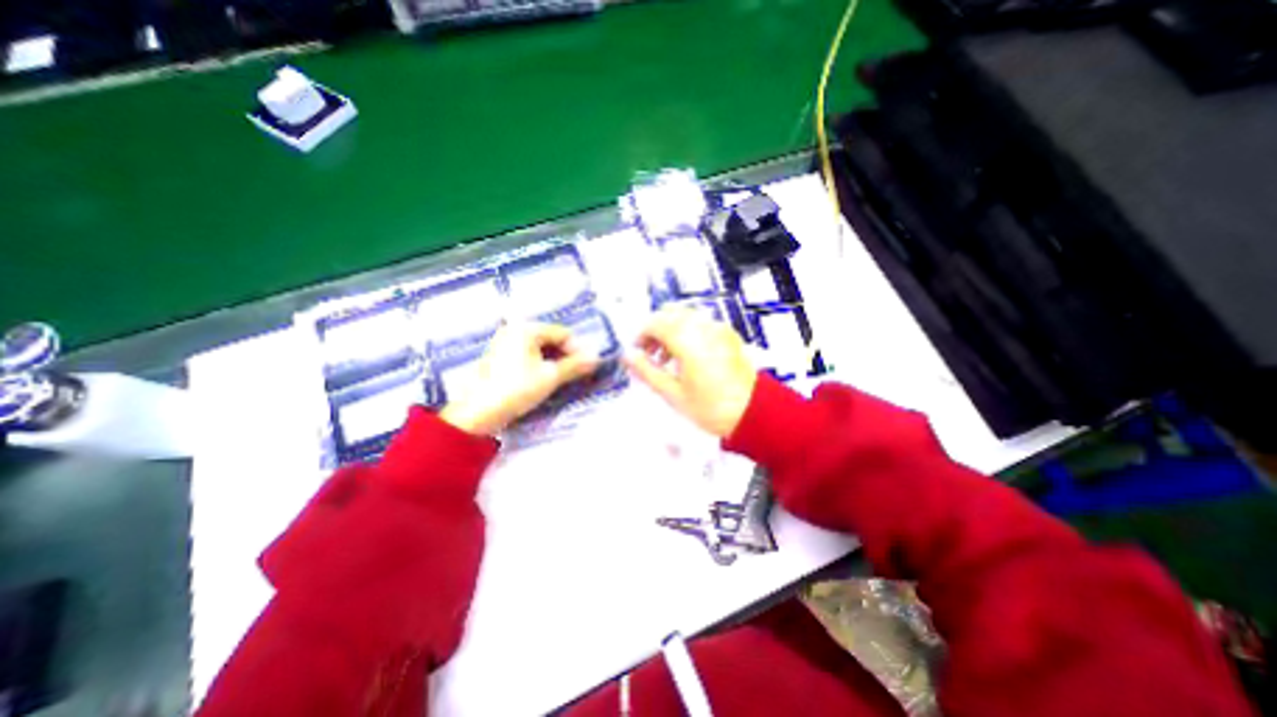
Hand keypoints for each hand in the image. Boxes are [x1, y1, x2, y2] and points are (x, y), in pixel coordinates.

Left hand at [440, 321, 599, 436]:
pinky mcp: (500, 358)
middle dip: (566, 354)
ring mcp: (505, 344)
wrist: (479, 412)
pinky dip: (540, 364)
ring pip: (539, 348)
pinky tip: (546, 379)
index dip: (577, 348)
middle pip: (550, 339)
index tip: (587, 365)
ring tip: (564, 377)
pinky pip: (528, 355)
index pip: (562, 333)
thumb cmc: (517, 389)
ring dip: (555, 360)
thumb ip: (575, 365)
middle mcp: (514, 331)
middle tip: (578, 372)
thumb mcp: (550, 377)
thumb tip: (597, 358)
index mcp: (526, 329)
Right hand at [627, 306, 756, 435]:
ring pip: (685, 316)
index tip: (636, 352)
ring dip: (670, 329)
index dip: (641, 334)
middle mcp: (702, 326)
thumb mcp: (672, 393)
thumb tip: (627, 356)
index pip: (655, 322)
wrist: (753, 412)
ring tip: (667, 358)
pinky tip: (687, 355)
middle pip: (669, 313)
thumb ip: (646, 371)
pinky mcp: (728, 333)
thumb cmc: (709, 407)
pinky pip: (701, 322)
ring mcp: (718, 328)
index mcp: (687, 340)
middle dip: (655, 329)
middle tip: (650, 354)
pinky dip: (687, 331)